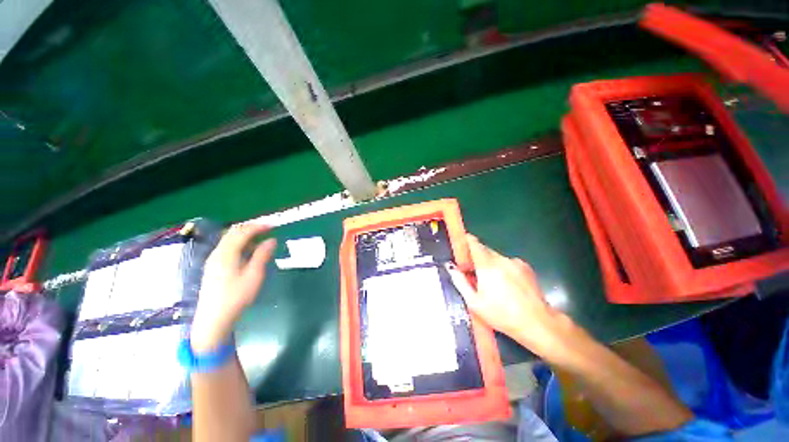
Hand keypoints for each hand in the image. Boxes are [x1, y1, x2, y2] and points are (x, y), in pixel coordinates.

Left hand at [191, 223, 276, 351]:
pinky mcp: (213, 267)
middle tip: (267, 229)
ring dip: (244, 235)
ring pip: (228, 240)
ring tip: (260, 239)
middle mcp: (217, 253)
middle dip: (250, 228)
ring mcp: (213, 260)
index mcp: (227, 253)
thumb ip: (262, 255)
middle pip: (233, 233)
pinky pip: (226, 247)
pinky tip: (247, 252)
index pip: (242, 232)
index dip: (258, 226)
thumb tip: (272, 240)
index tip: (273, 225)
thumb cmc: (236, 297)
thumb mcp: (254, 275)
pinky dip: (239, 243)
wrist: (213, 319)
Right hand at [446, 235, 576, 359]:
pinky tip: (507, 285)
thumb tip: (450, 267)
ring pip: (496, 257)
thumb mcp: (475, 302)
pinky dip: (502, 268)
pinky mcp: (526, 267)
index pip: (474, 243)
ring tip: (491, 283)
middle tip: (472, 272)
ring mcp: (515, 262)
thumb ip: (460, 281)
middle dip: (476, 257)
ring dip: (489, 264)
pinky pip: (508, 262)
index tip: (460, 246)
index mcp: (487, 266)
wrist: (538, 323)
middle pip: (484, 250)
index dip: (466, 241)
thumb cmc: (502, 315)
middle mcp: (501, 259)